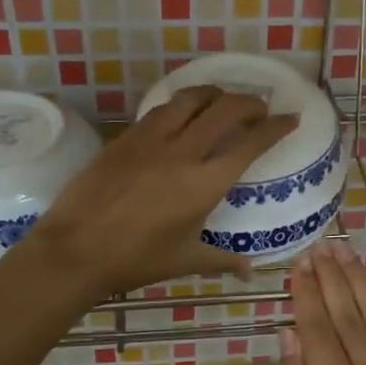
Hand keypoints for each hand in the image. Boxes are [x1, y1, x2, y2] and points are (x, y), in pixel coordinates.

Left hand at [32, 87, 297, 298]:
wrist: (75, 249)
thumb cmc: (135, 260)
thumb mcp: (185, 260)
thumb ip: (222, 260)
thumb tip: (249, 271)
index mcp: (205, 183)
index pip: (250, 143)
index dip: (275, 127)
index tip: (290, 118)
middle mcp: (183, 152)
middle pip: (226, 109)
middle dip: (250, 103)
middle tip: (260, 108)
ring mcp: (152, 139)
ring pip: (191, 98)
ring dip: (215, 94)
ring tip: (224, 100)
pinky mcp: (127, 136)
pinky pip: (162, 108)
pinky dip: (182, 104)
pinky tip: (183, 113)